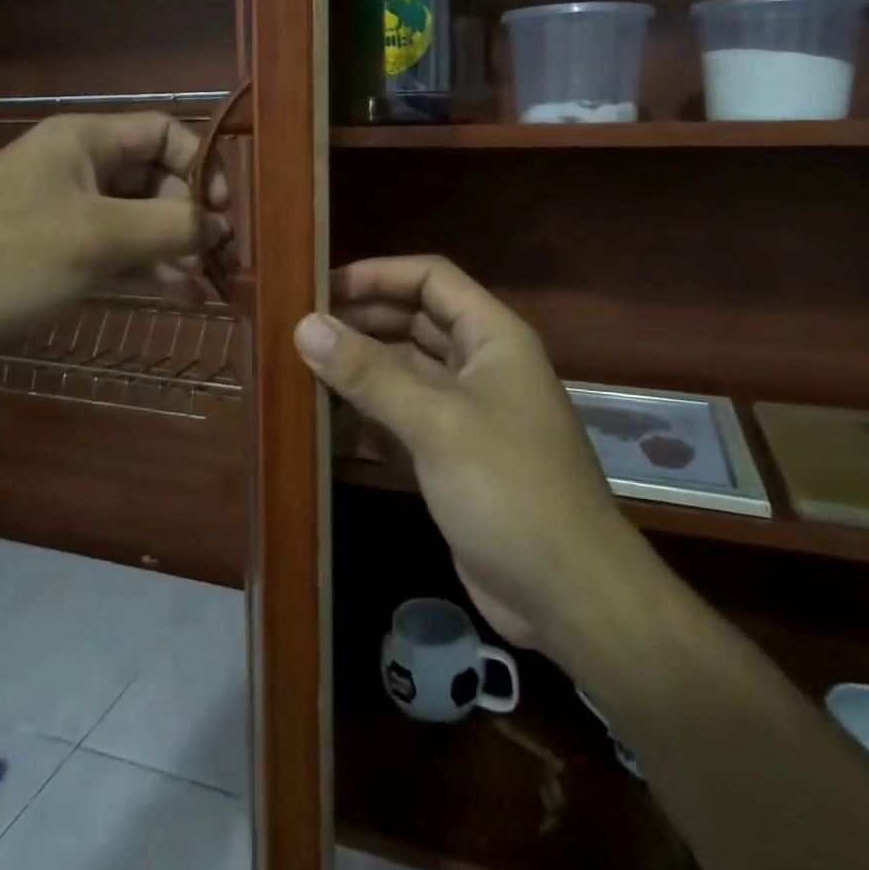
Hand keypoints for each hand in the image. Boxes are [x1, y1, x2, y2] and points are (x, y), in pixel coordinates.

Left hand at [0, 112, 228, 370]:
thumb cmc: (4, 256)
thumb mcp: (96, 237)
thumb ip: (169, 227)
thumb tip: (222, 227)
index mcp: (85, 141)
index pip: (164, 133)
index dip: (201, 165)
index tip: (222, 211)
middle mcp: (80, 168)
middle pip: (156, 179)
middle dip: (191, 216)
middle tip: (218, 259)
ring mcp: (67, 211)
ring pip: (139, 219)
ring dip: (175, 248)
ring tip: (209, 285)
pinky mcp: (56, 252)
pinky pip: (116, 250)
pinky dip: (148, 269)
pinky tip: (181, 295)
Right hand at [293, 256, 638, 659]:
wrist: (568, 595)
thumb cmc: (509, 489)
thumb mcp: (438, 423)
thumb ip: (370, 373)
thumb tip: (306, 326)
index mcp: (492, 336)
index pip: (431, 279)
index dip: (378, 274)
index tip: (321, 288)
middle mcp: (481, 364)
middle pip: (414, 322)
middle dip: (362, 321)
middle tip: (301, 330)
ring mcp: (467, 412)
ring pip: (405, 372)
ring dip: (360, 369)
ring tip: (300, 370)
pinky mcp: (453, 455)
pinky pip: (403, 418)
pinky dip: (368, 415)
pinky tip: (324, 422)